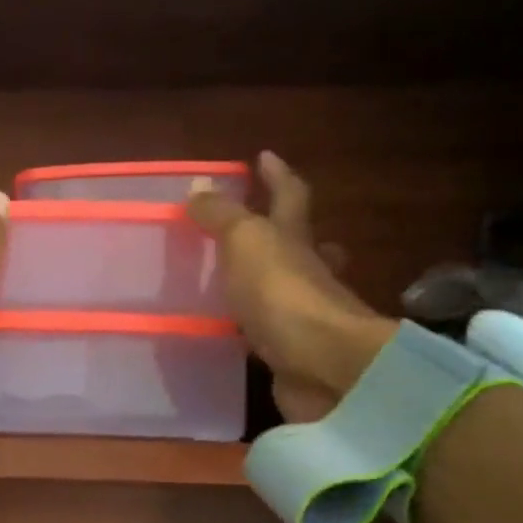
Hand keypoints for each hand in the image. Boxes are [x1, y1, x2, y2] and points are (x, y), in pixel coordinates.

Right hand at [185, 151, 396, 423]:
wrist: (322, 366)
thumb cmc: (282, 294)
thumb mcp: (246, 241)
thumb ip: (221, 216)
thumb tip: (199, 186)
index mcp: (295, 239)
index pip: (288, 195)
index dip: (276, 175)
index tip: (263, 156)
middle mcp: (306, 273)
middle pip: (300, 243)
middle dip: (285, 231)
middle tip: (262, 227)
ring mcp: (303, 315)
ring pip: (286, 289)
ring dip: (268, 282)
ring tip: (236, 282)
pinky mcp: (291, 352)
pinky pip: (268, 331)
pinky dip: (254, 326)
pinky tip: (234, 330)